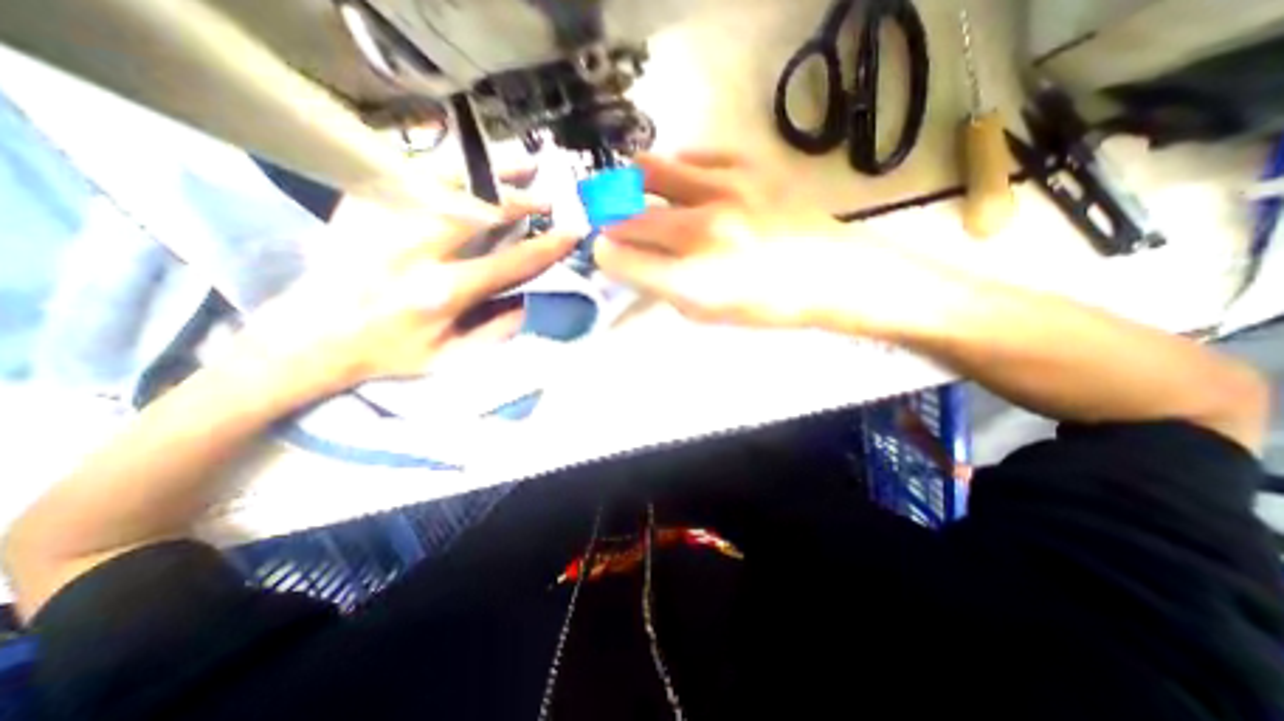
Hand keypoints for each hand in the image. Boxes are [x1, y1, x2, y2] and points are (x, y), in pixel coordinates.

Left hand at [237, 194, 577, 391]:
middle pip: (481, 211)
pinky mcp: (361, 205)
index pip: (511, 262)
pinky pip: (410, 174)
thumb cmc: (389, 352)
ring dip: (489, 174)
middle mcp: (416, 251)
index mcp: (443, 293)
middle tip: (548, 197)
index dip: (548, 246)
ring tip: (517, 166)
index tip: (572, 232)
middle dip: (522, 201)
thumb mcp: (451, 357)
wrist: (310, 337)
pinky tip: (467, 167)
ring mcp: (385, 221)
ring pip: (448, 181)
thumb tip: (530, 301)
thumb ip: (496, 330)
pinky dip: (446, 167)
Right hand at [595, 151, 911, 331]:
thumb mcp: (709, 314)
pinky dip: (675, 168)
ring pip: (649, 170)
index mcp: (692, 280)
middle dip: (611, 223)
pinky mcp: (747, 168)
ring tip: (635, 193)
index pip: (621, 259)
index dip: (605, 255)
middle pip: (629, 218)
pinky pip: (693, 154)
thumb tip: (633, 263)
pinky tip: (679, 183)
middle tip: (613, 226)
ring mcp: (724, 192)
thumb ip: (665, 289)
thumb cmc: (768, 307)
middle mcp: (701, 233)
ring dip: (631, 184)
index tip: (604, 252)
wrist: (831, 275)